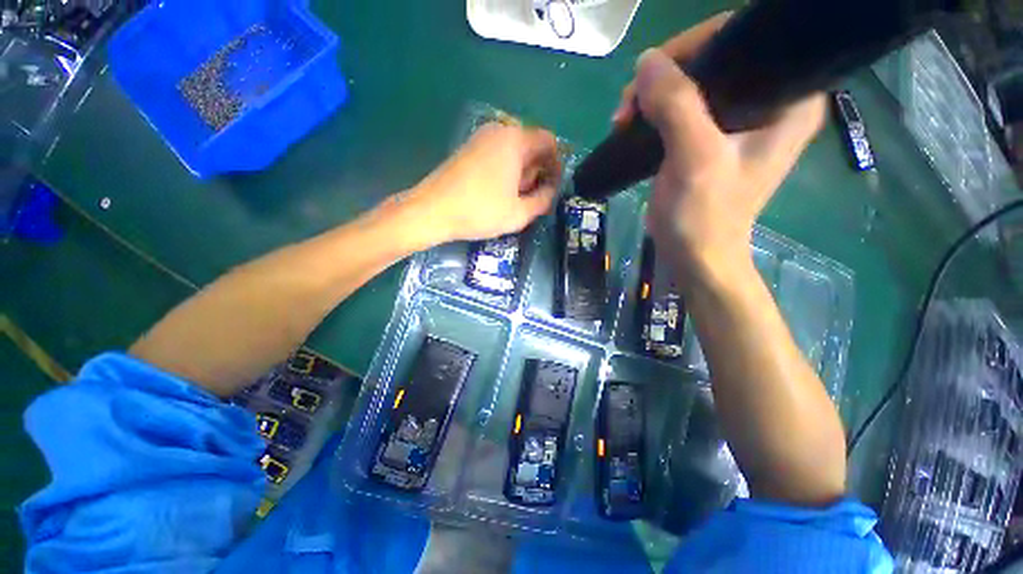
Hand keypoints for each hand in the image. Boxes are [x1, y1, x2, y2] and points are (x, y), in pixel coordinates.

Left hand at [404, 122, 561, 244]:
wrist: (432, 210)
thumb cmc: (480, 211)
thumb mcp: (519, 213)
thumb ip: (543, 200)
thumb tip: (551, 190)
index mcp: (515, 140)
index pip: (549, 141)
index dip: (556, 164)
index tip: (553, 187)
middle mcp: (499, 131)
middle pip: (531, 145)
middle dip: (537, 170)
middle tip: (532, 197)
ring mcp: (480, 138)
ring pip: (514, 152)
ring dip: (521, 173)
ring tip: (514, 198)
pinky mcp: (468, 149)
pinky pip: (497, 155)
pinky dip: (505, 171)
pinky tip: (498, 193)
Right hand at [614, 14, 825, 281]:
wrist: (694, 255)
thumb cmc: (705, 217)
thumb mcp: (695, 161)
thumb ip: (677, 107)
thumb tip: (646, 61)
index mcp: (789, 98)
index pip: (747, 39)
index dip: (697, 44)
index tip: (654, 70)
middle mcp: (770, 100)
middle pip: (718, 57)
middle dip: (667, 73)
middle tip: (631, 102)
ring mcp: (739, 119)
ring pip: (695, 81)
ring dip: (654, 94)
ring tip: (625, 117)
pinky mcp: (712, 136)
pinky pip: (683, 105)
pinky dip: (655, 110)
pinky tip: (634, 122)